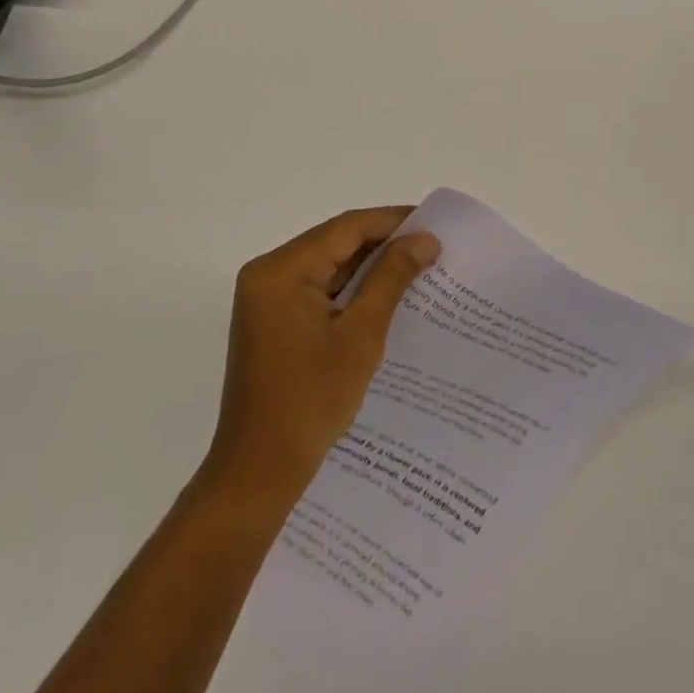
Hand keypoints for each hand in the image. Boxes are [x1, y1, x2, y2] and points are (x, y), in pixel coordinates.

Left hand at [205, 208, 440, 503]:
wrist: (259, 470)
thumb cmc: (311, 399)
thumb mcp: (361, 334)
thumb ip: (392, 278)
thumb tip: (425, 239)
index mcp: (281, 270)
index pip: (345, 228)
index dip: (392, 221)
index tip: (433, 224)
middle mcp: (268, 274)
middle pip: (335, 243)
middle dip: (383, 244)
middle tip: (431, 247)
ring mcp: (267, 298)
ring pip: (328, 266)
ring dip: (369, 267)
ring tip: (417, 267)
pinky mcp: (273, 320)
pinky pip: (318, 289)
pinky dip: (350, 290)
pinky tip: (386, 295)